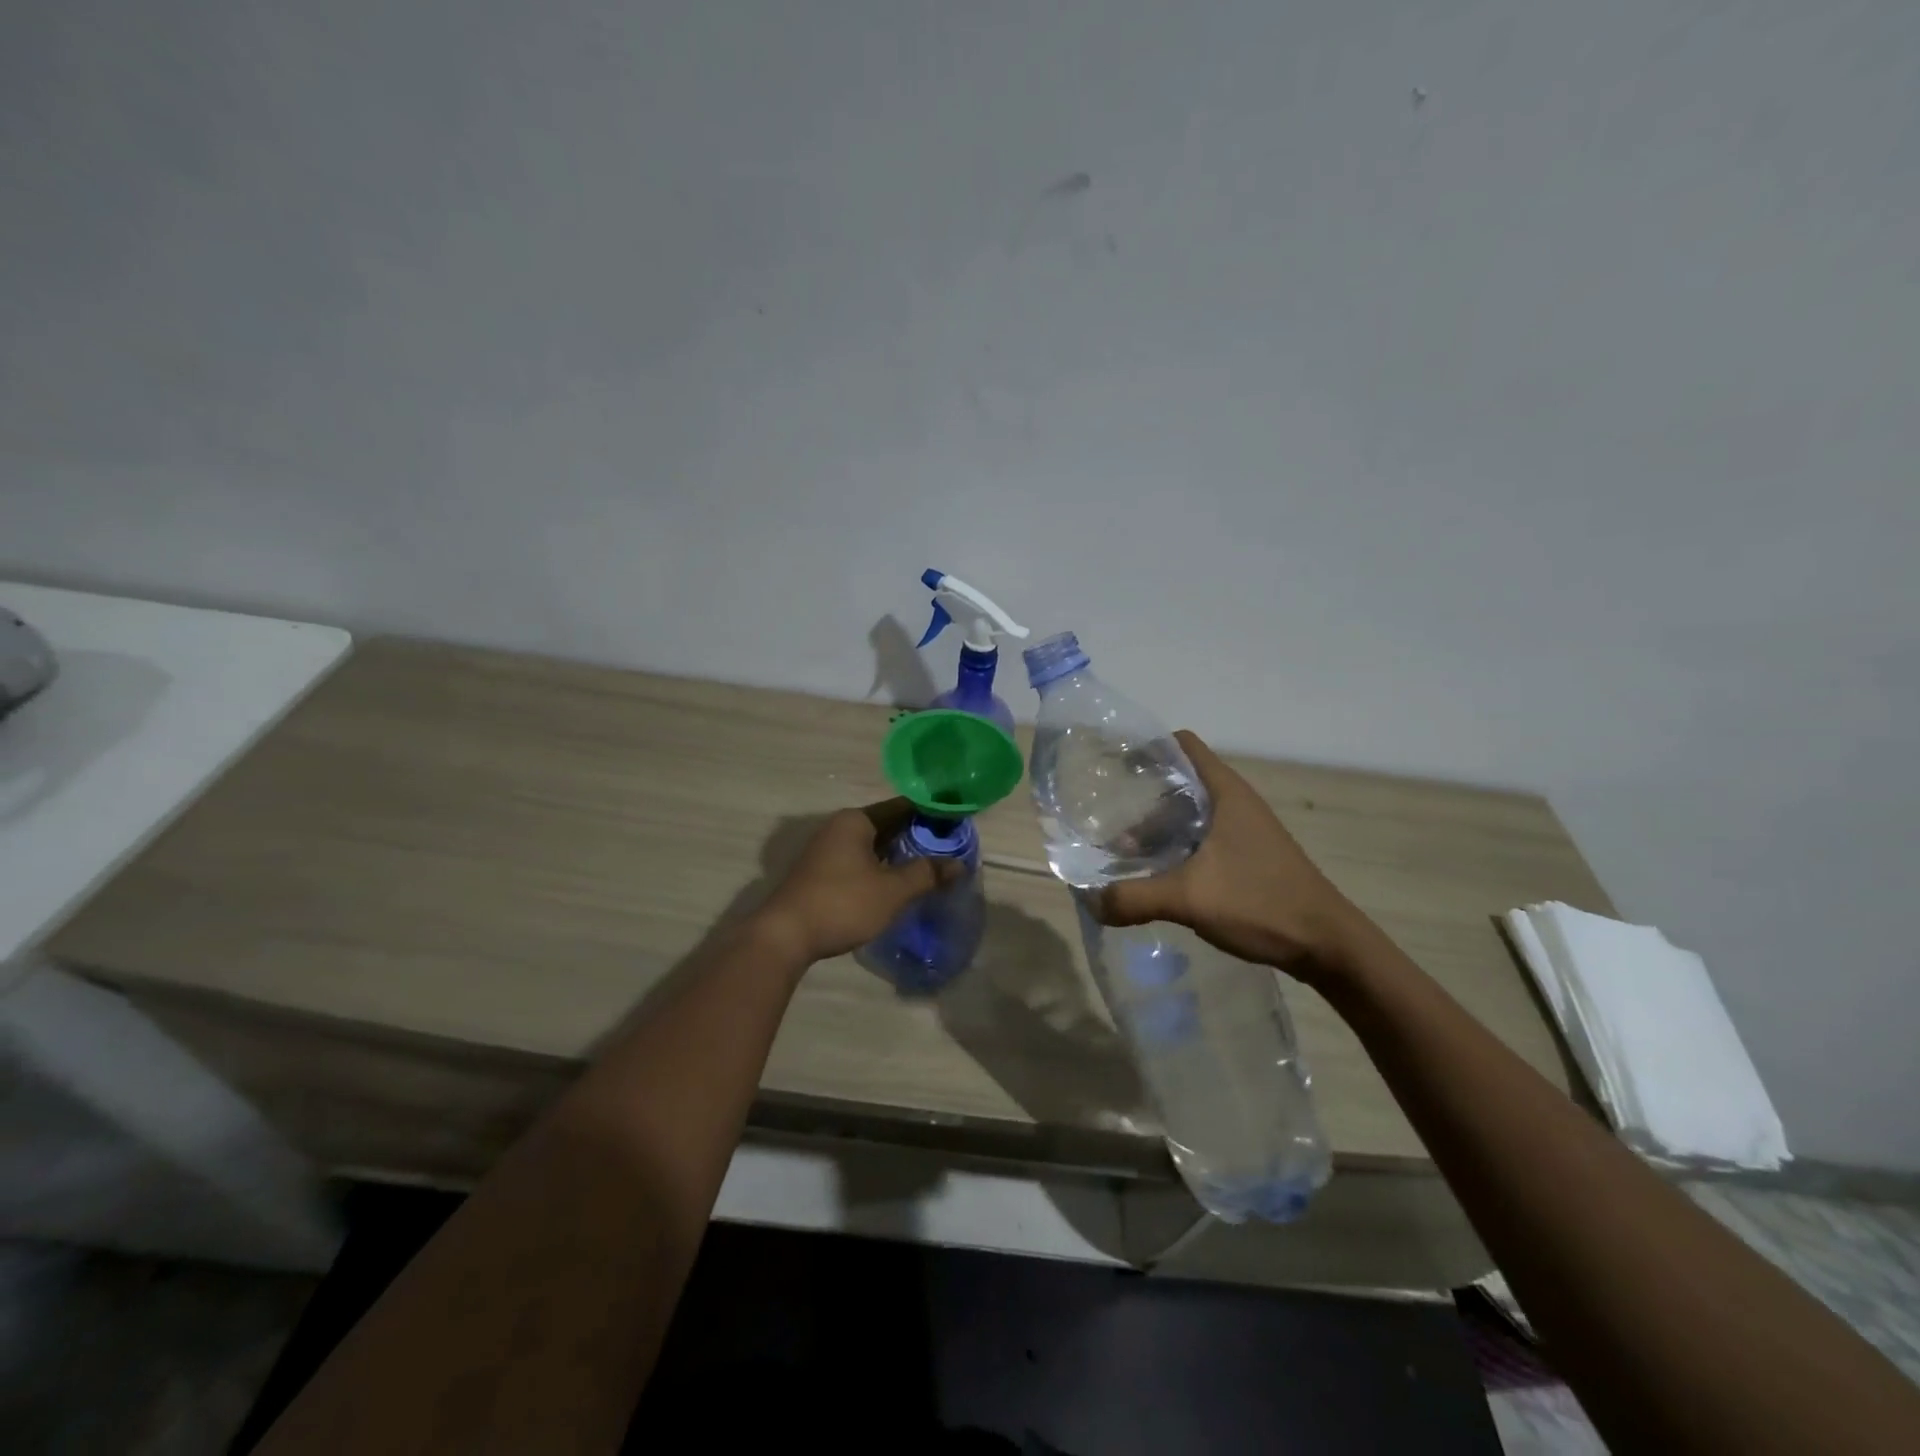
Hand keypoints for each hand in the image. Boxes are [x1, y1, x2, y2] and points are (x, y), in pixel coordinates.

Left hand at [756, 799, 956, 963]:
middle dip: (916, 836)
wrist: (785, 936)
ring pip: (872, 845)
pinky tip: (896, 884)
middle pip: (887, 825)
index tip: (956, 824)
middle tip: (948, 849)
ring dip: (898, 855)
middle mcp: (839, 827)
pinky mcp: (820, 873)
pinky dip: (880, 867)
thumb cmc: (843, 903)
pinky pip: (859, 861)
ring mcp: (826, 850)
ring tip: (928, 867)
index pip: (902, 806)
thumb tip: (958, 864)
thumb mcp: (892, 890)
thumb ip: (927, 874)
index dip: (930, 814)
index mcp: (856, 821)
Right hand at [1097, 731, 1366, 977]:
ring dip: (1158, 830)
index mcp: (1226, 793)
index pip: (1182, 745)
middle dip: (1142, 798)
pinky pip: (1202, 840)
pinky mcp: (1247, 857)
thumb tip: (1091, 901)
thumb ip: (1135, 896)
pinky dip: (1176, 849)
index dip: (1147, 747)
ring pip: (1190, 815)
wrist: (1326, 945)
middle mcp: (1235, 803)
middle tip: (1108, 818)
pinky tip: (1157, 876)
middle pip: (1180, 782)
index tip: (1113, 765)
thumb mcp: (1189, 898)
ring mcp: (1244, 831)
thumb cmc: (1261, 903)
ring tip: (1124, 854)